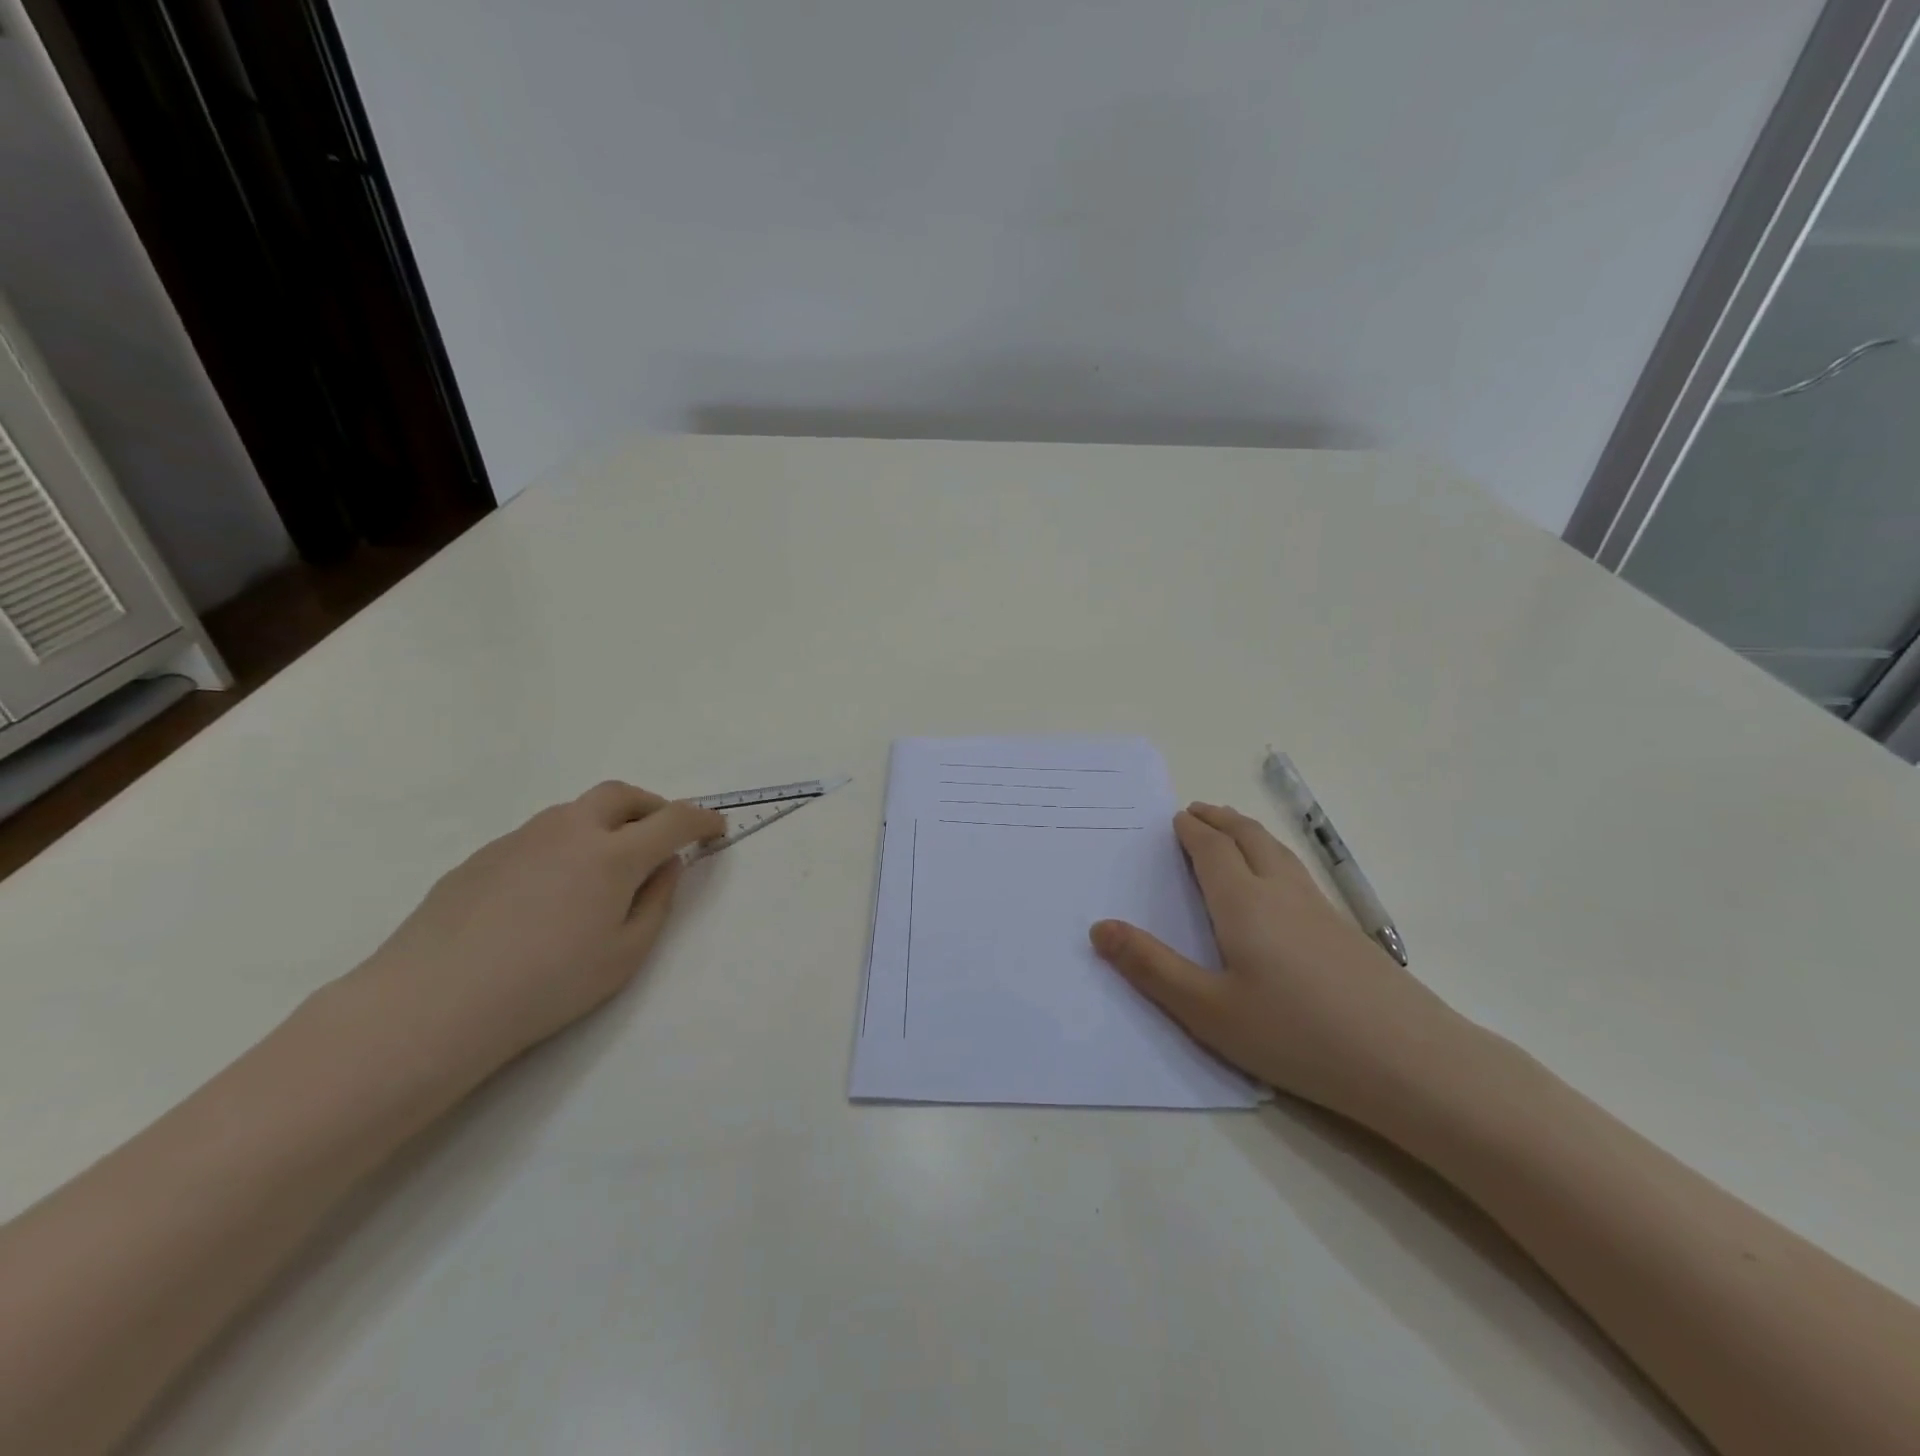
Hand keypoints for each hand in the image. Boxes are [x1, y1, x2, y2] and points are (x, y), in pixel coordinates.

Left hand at [341, 782, 724, 1085]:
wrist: (433, 1004)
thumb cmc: (547, 985)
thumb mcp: (625, 955)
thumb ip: (657, 902)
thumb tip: (665, 865)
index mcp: (614, 854)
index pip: (673, 819)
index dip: (702, 819)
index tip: (715, 827)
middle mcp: (570, 830)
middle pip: (621, 795)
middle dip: (651, 806)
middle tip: (661, 834)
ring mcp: (521, 838)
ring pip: (575, 812)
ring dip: (605, 823)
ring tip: (604, 865)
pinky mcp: (483, 855)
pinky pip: (537, 836)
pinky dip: (563, 846)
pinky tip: (547, 893)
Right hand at [1090, 802, 1467, 1118]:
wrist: (1409, 1061)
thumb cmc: (1295, 1034)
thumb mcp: (1207, 1010)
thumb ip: (1151, 967)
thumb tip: (1099, 927)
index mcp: (1243, 903)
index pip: (1212, 850)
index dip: (1191, 830)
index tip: (1176, 818)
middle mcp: (1282, 892)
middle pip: (1248, 837)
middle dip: (1220, 819)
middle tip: (1199, 811)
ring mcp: (1321, 909)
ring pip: (1278, 852)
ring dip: (1248, 832)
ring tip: (1232, 831)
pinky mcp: (1346, 932)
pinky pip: (1298, 873)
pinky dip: (1273, 856)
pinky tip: (1279, 884)